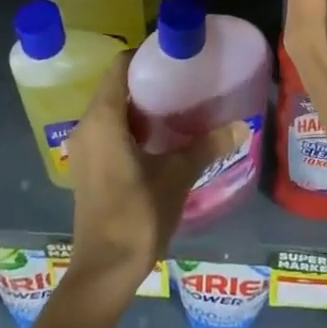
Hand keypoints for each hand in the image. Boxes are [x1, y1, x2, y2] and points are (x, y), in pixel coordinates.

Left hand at [64, 56, 245, 303]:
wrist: (104, 271)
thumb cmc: (137, 214)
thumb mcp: (178, 175)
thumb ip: (207, 146)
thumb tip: (242, 126)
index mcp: (104, 118)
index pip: (120, 67)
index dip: (145, 56)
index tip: (174, 56)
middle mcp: (87, 126)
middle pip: (116, 86)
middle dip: (147, 80)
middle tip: (183, 79)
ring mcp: (84, 149)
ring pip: (112, 110)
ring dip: (140, 105)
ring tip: (177, 104)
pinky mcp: (88, 168)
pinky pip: (108, 130)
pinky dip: (131, 125)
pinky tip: (160, 137)